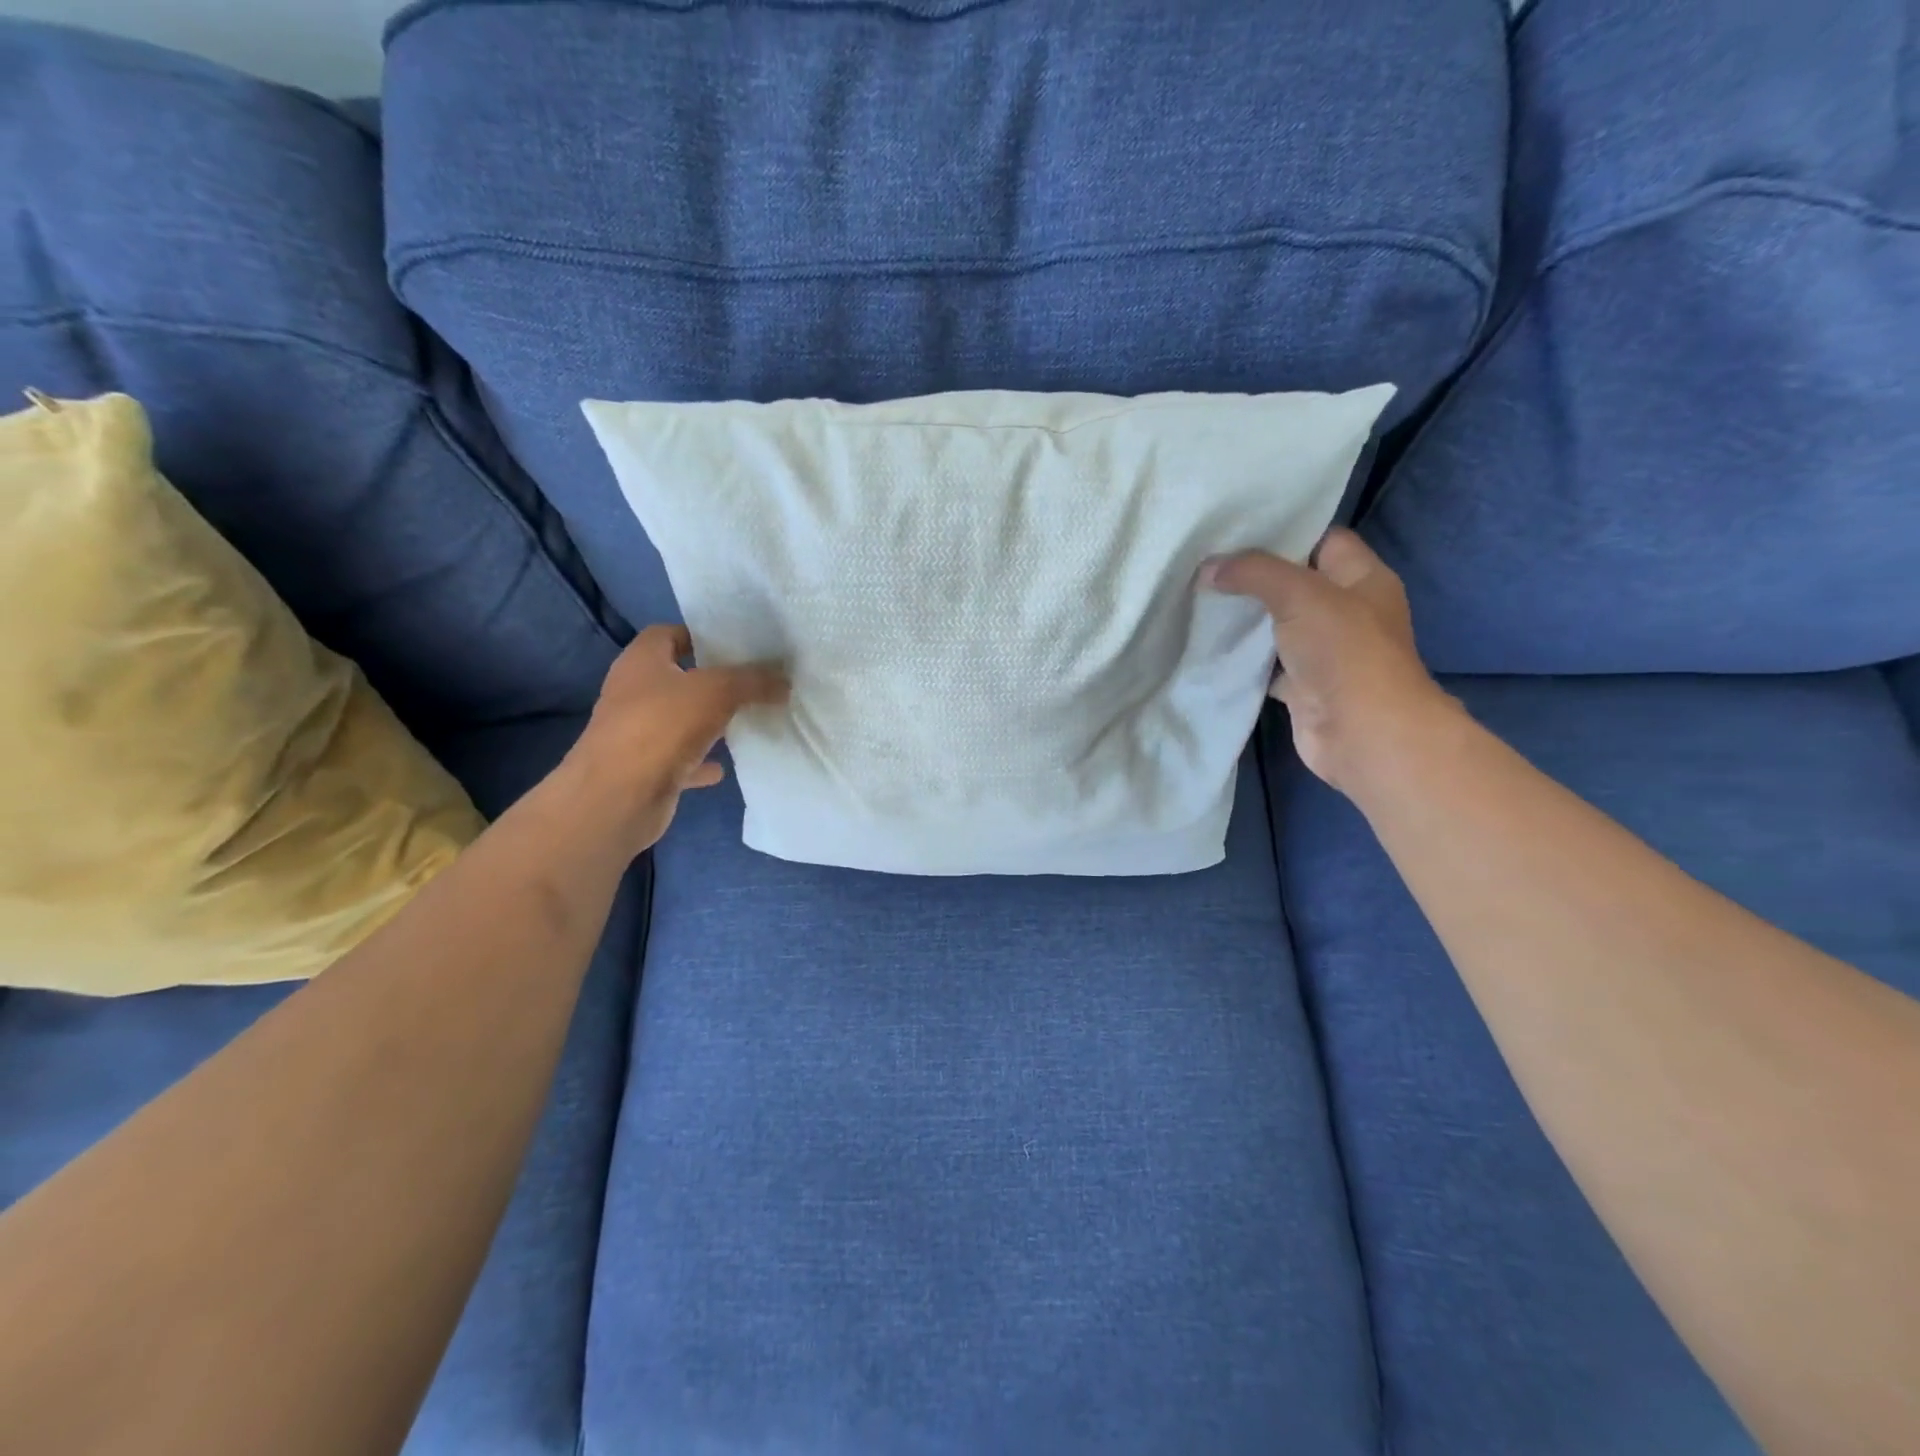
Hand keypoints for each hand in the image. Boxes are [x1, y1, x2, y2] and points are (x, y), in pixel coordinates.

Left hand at [563, 624, 787, 855]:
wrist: (619, 797)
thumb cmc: (662, 727)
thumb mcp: (718, 691)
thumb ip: (753, 681)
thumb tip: (785, 680)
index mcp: (642, 661)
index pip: (668, 634)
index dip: (700, 635)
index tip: (737, 645)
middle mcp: (634, 692)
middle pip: (677, 678)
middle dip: (712, 680)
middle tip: (753, 681)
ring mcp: (638, 733)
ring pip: (680, 720)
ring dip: (708, 721)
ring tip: (746, 720)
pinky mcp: (646, 768)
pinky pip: (681, 759)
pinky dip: (702, 761)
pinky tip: (726, 767)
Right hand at [1201, 527, 1455, 794]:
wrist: (1362, 734)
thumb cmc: (1345, 652)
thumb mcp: (1300, 594)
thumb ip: (1253, 573)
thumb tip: (1208, 568)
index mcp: (1363, 578)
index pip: (1323, 540)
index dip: (1285, 532)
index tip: (1236, 530)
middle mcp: (1347, 611)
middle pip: (1296, 583)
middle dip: (1254, 576)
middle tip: (1207, 564)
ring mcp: (1325, 651)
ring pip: (1278, 625)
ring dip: (1245, 618)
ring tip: (1200, 598)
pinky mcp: (1303, 685)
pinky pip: (1267, 664)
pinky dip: (1243, 658)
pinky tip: (1210, 645)